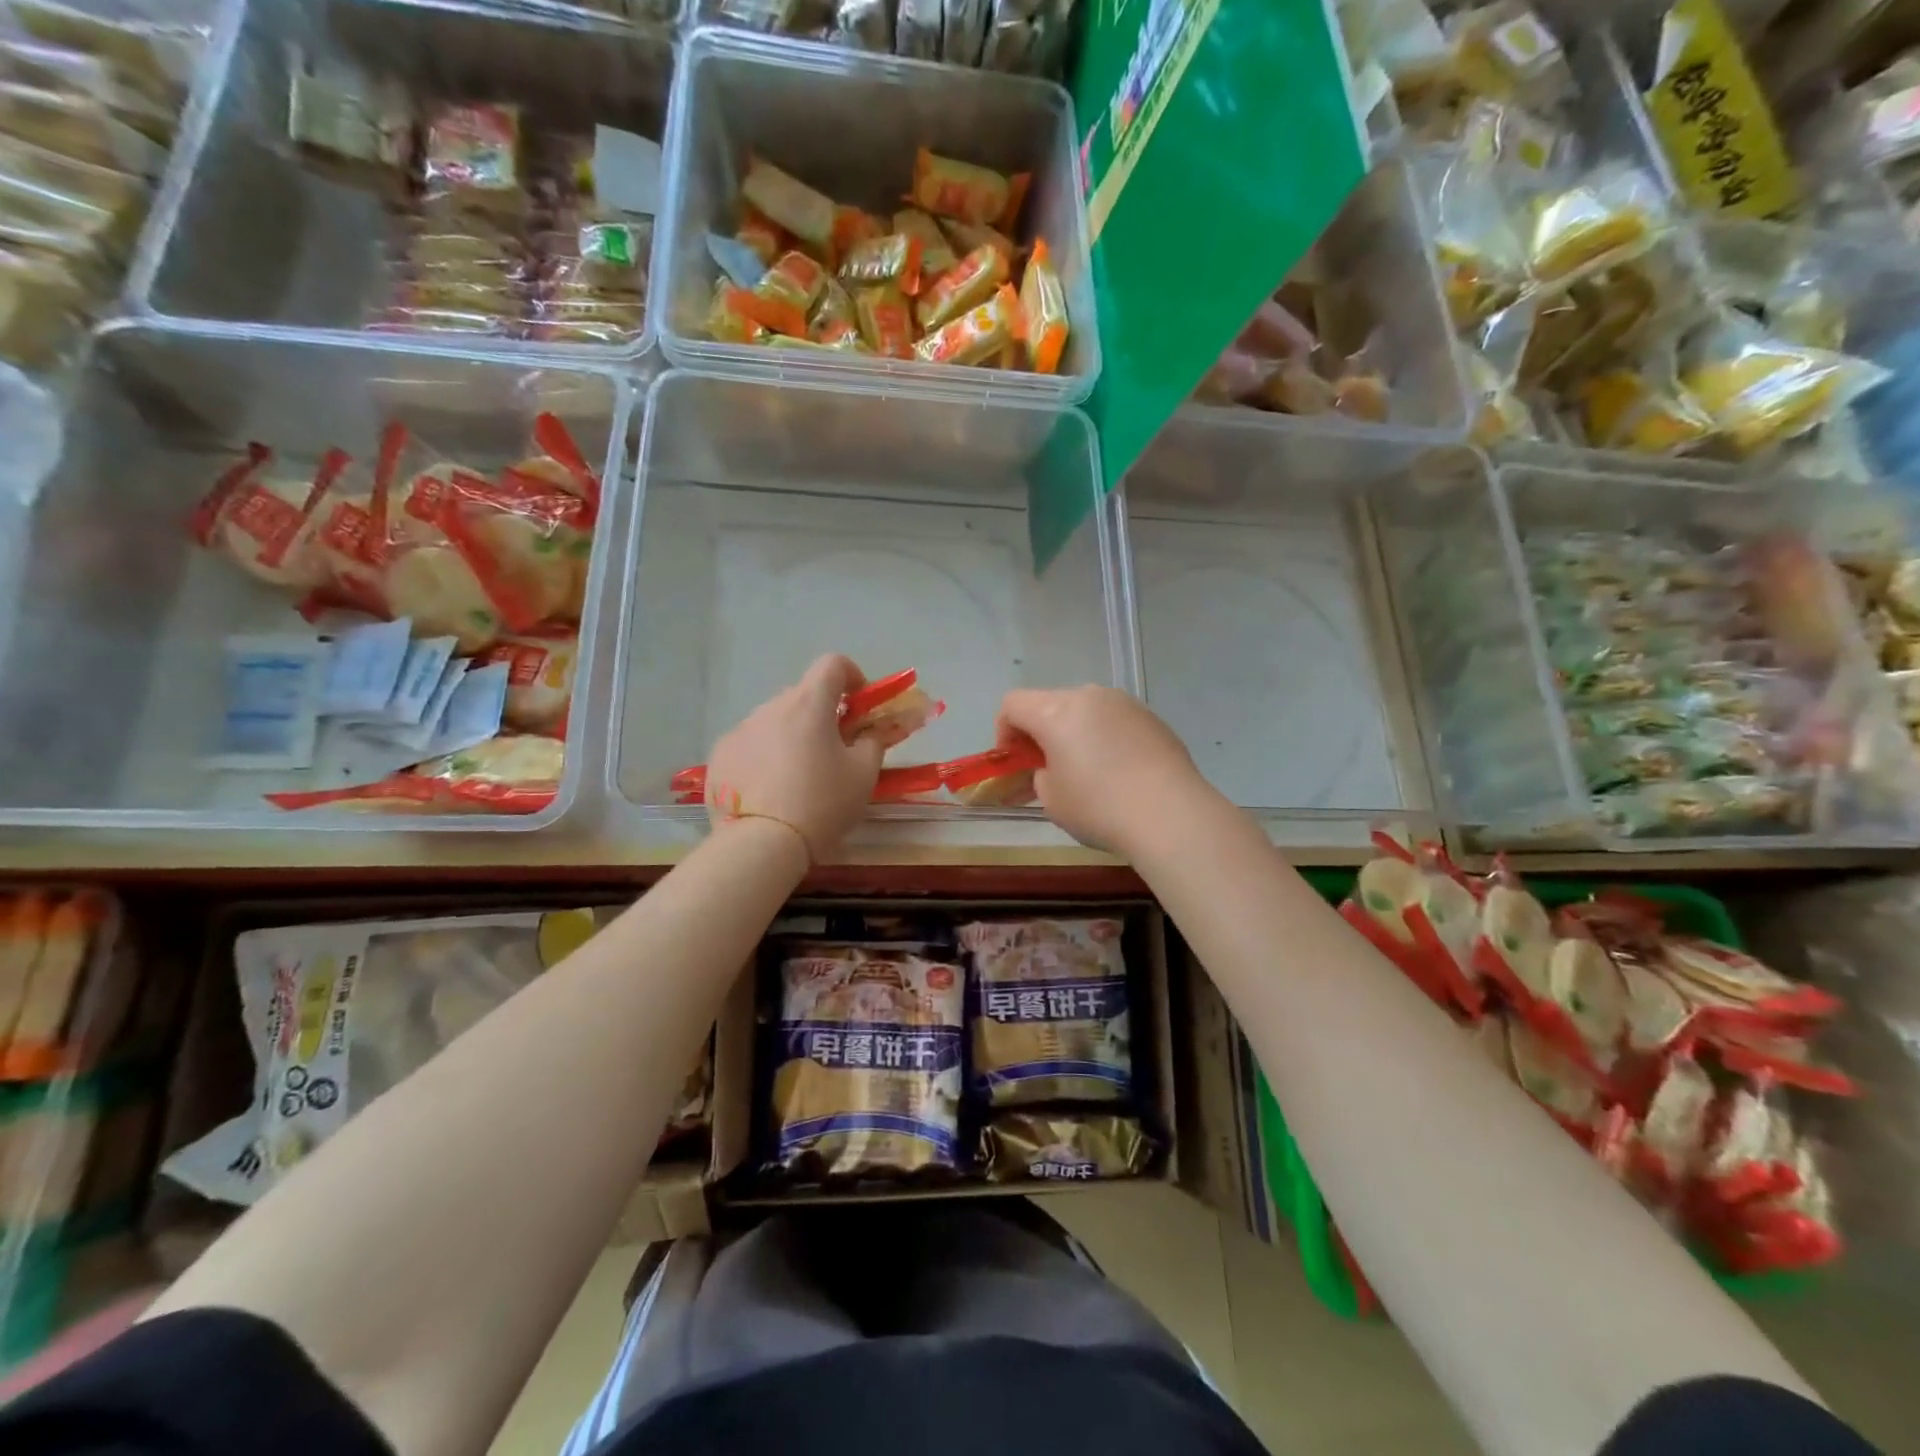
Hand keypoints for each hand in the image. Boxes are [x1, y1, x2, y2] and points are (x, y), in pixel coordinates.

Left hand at [705, 655, 884, 859]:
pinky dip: (764, 757)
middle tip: (833, 750)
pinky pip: (749, 745)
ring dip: (790, 736)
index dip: (851, 676)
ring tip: (797, 778)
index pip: (832, 664)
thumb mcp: (864, 775)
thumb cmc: (822, 804)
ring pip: (774, 722)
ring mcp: (740, 731)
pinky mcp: (720, 756)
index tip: (859, 703)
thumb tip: (870, 731)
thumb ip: (873, 742)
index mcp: (809, 704)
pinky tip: (768, 792)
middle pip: (802, 696)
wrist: (761, 845)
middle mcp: (770, 707)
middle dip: (821, 715)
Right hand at [997, 686, 1210, 854]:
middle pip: (1049, 703)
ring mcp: (1125, 704)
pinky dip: (1105, 738)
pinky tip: (1119, 772)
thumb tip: (1050, 768)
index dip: (1004, 731)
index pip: (1013, 704)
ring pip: (1085, 710)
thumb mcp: (1051, 799)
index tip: (1014, 762)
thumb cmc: (1099, 807)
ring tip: (1086, 771)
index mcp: (1056, 711)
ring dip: (1074, 732)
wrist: (1171, 815)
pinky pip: (1114, 721)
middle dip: (1040, 732)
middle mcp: (1089, 696)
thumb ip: (1039, 775)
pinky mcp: (1152, 718)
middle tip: (1046, 769)